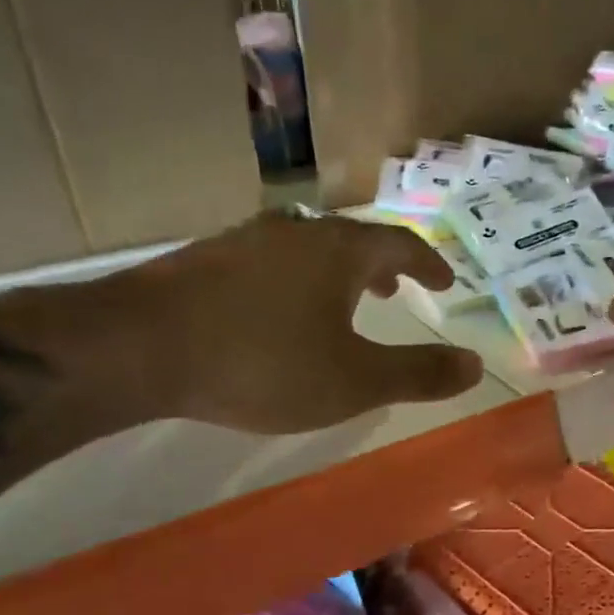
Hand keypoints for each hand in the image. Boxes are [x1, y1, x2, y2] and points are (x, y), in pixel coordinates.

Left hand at [89, 214, 483, 433]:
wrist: (137, 348)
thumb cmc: (262, 363)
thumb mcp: (354, 381)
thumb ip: (418, 373)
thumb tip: (476, 365)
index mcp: (340, 252)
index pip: (400, 246)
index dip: (428, 264)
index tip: (444, 281)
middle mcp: (296, 233)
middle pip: (352, 241)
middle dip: (380, 267)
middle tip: (394, 291)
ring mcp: (243, 242)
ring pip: (306, 250)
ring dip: (334, 273)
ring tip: (340, 304)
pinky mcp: (202, 261)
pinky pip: (267, 264)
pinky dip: (291, 283)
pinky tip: (275, 314)